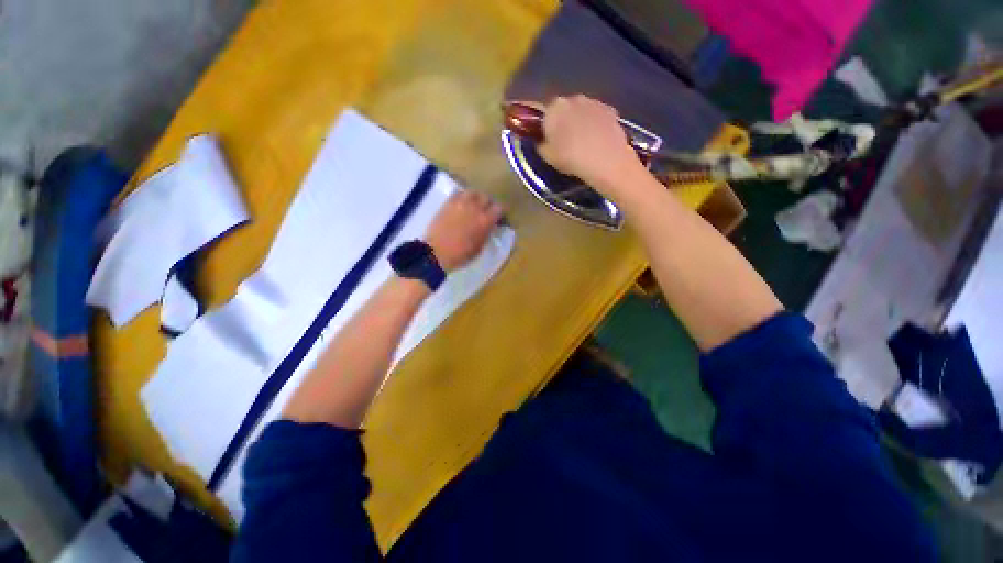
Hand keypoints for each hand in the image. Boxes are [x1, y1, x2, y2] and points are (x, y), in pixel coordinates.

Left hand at [425, 190, 503, 271]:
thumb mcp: (479, 247)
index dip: (500, 212)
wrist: (436, 252)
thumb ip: (486, 233)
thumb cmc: (460, 255)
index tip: (499, 217)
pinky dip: (463, 196)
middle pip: (486, 197)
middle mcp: (475, 208)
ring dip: (476, 197)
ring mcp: (460, 203)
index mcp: (485, 220)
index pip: (499, 208)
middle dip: (489, 203)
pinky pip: (459, 193)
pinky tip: (462, 203)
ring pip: (473, 192)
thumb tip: (490, 226)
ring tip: (474, 204)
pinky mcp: (448, 203)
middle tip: (487, 211)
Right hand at [537, 95, 644, 195]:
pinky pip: (598, 116)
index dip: (546, 126)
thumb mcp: (547, 157)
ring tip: (584, 143)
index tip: (548, 139)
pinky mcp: (610, 109)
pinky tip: (597, 141)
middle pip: (564, 109)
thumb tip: (542, 141)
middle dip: (564, 122)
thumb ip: (541, 145)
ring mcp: (594, 102)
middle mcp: (573, 98)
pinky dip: (596, 125)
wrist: (605, 160)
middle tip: (565, 142)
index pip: (544, 114)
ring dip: (581, 122)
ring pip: (582, 111)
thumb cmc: (570, 158)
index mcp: (553, 108)